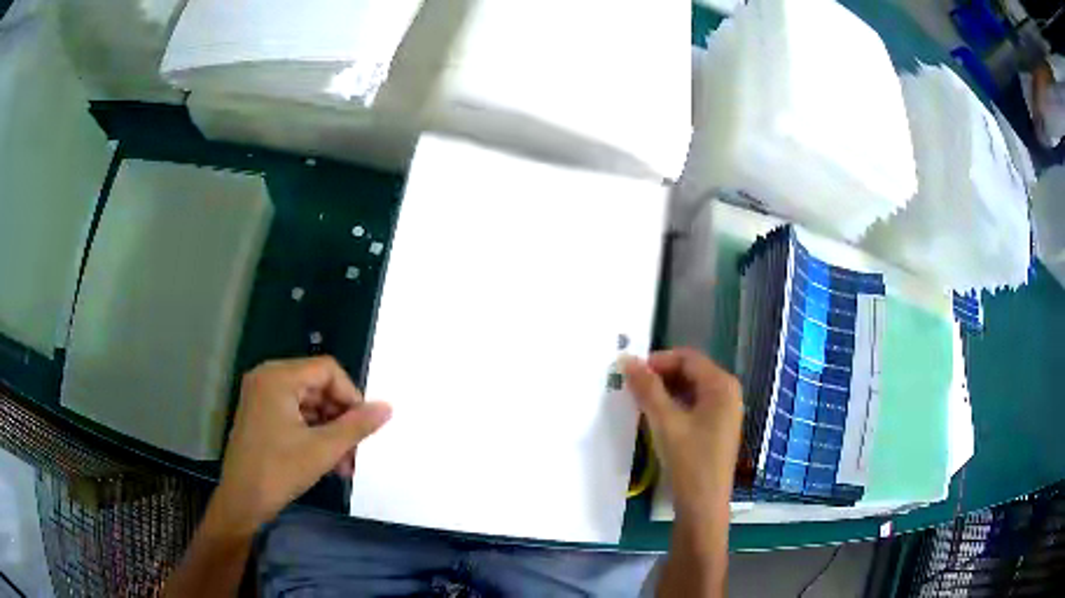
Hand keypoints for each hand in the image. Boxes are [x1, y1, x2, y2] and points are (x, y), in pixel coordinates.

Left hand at [213, 357, 391, 533]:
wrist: (242, 501)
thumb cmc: (279, 470)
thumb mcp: (323, 449)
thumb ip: (357, 425)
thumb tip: (387, 407)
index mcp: (278, 377)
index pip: (327, 370)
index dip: (351, 395)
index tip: (363, 426)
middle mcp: (268, 378)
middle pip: (318, 387)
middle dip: (341, 419)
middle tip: (356, 450)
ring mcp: (261, 397)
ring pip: (309, 405)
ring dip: (330, 432)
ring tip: (344, 464)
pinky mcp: (260, 415)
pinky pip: (295, 415)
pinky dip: (314, 435)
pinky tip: (329, 462)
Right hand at [623, 349, 742, 518]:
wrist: (703, 506)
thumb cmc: (689, 460)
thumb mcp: (665, 422)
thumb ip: (647, 388)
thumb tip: (626, 359)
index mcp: (722, 385)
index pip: (687, 358)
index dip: (658, 361)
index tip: (630, 373)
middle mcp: (728, 393)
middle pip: (690, 371)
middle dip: (661, 376)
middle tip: (632, 388)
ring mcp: (725, 412)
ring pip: (690, 389)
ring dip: (665, 392)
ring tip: (639, 403)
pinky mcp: (717, 428)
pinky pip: (694, 406)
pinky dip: (674, 406)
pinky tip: (656, 419)